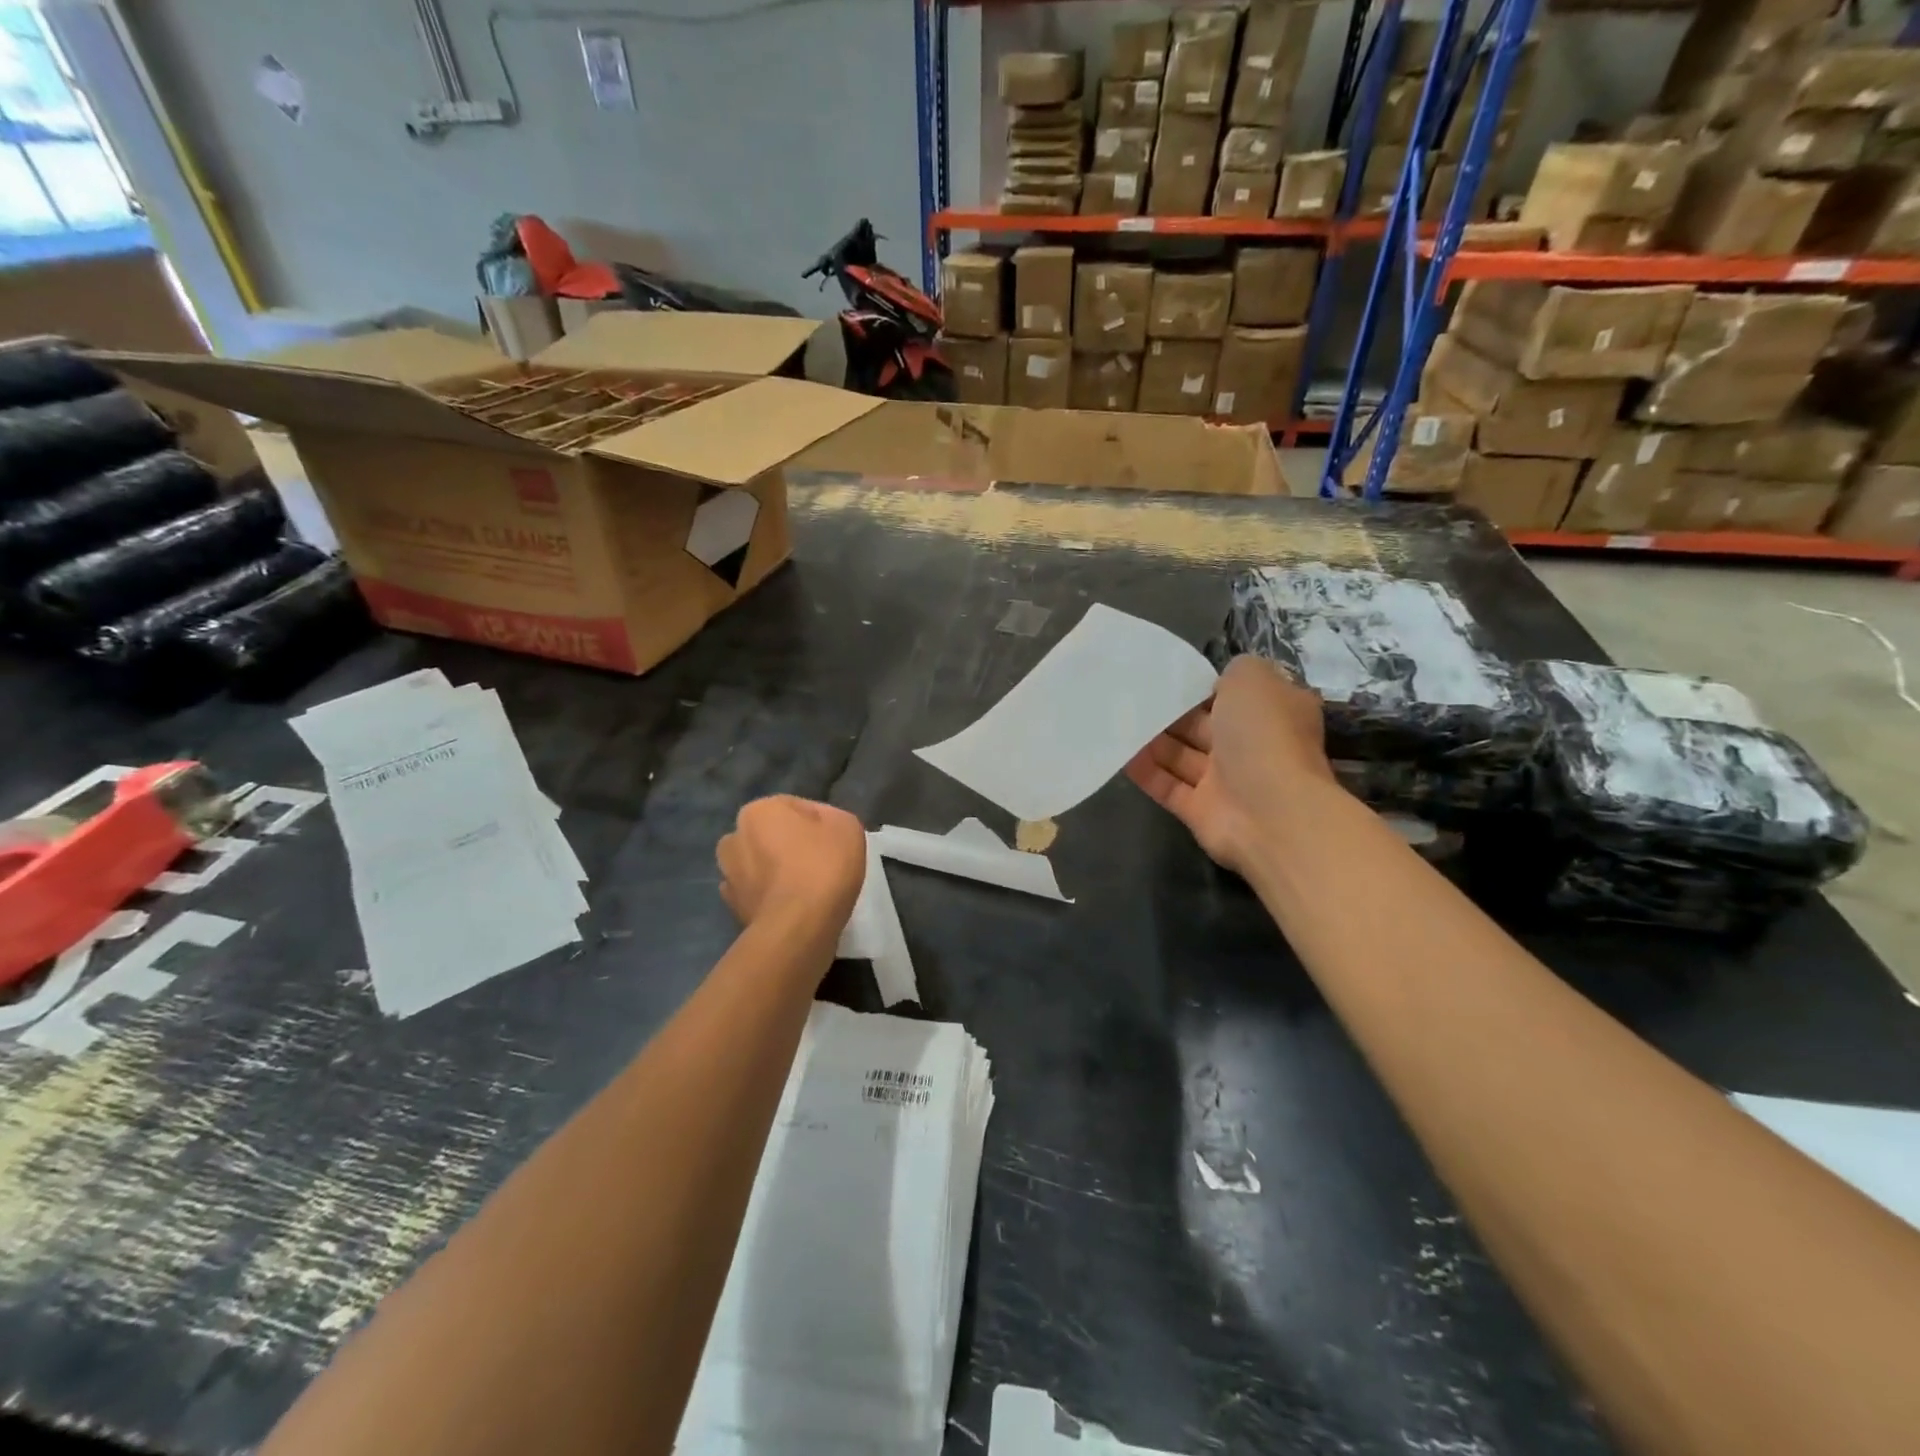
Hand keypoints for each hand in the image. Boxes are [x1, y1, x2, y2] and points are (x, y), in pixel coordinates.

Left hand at [717, 796, 866, 935]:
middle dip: (789, 845)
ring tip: (805, 889)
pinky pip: (757, 894)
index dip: (819, 823)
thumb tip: (818, 826)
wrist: (798, 927)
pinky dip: (770, 897)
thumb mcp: (847, 826)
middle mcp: (734, 837)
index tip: (835, 842)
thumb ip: (830, 817)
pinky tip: (792, 907)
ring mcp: (728, 875)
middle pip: (771, 835)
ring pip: (759, 865)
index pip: (794, 808)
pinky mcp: (731, 908)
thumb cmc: (824, 867)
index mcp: (758, 811)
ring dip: (775, 871)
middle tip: (820, 863)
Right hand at [1124, 656, 1336, 873]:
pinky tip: (1119, 753)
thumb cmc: (1264, 735)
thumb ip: (1235, 670)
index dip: (1204, 684)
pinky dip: (1145, 771)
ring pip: (1182, 756)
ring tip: (1118, 720)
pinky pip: (1167, 786)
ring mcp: (1227, 782)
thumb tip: (1218, 681)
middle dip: (1171, 713)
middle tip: (1132, 697)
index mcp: (1273, 713)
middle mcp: (1252, 746)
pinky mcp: (1201, 811)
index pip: (1235, 694)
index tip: (1169, 675)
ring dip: (1152, 740)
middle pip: (1203, 725)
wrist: (1271, 812)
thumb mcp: (1253, 678)